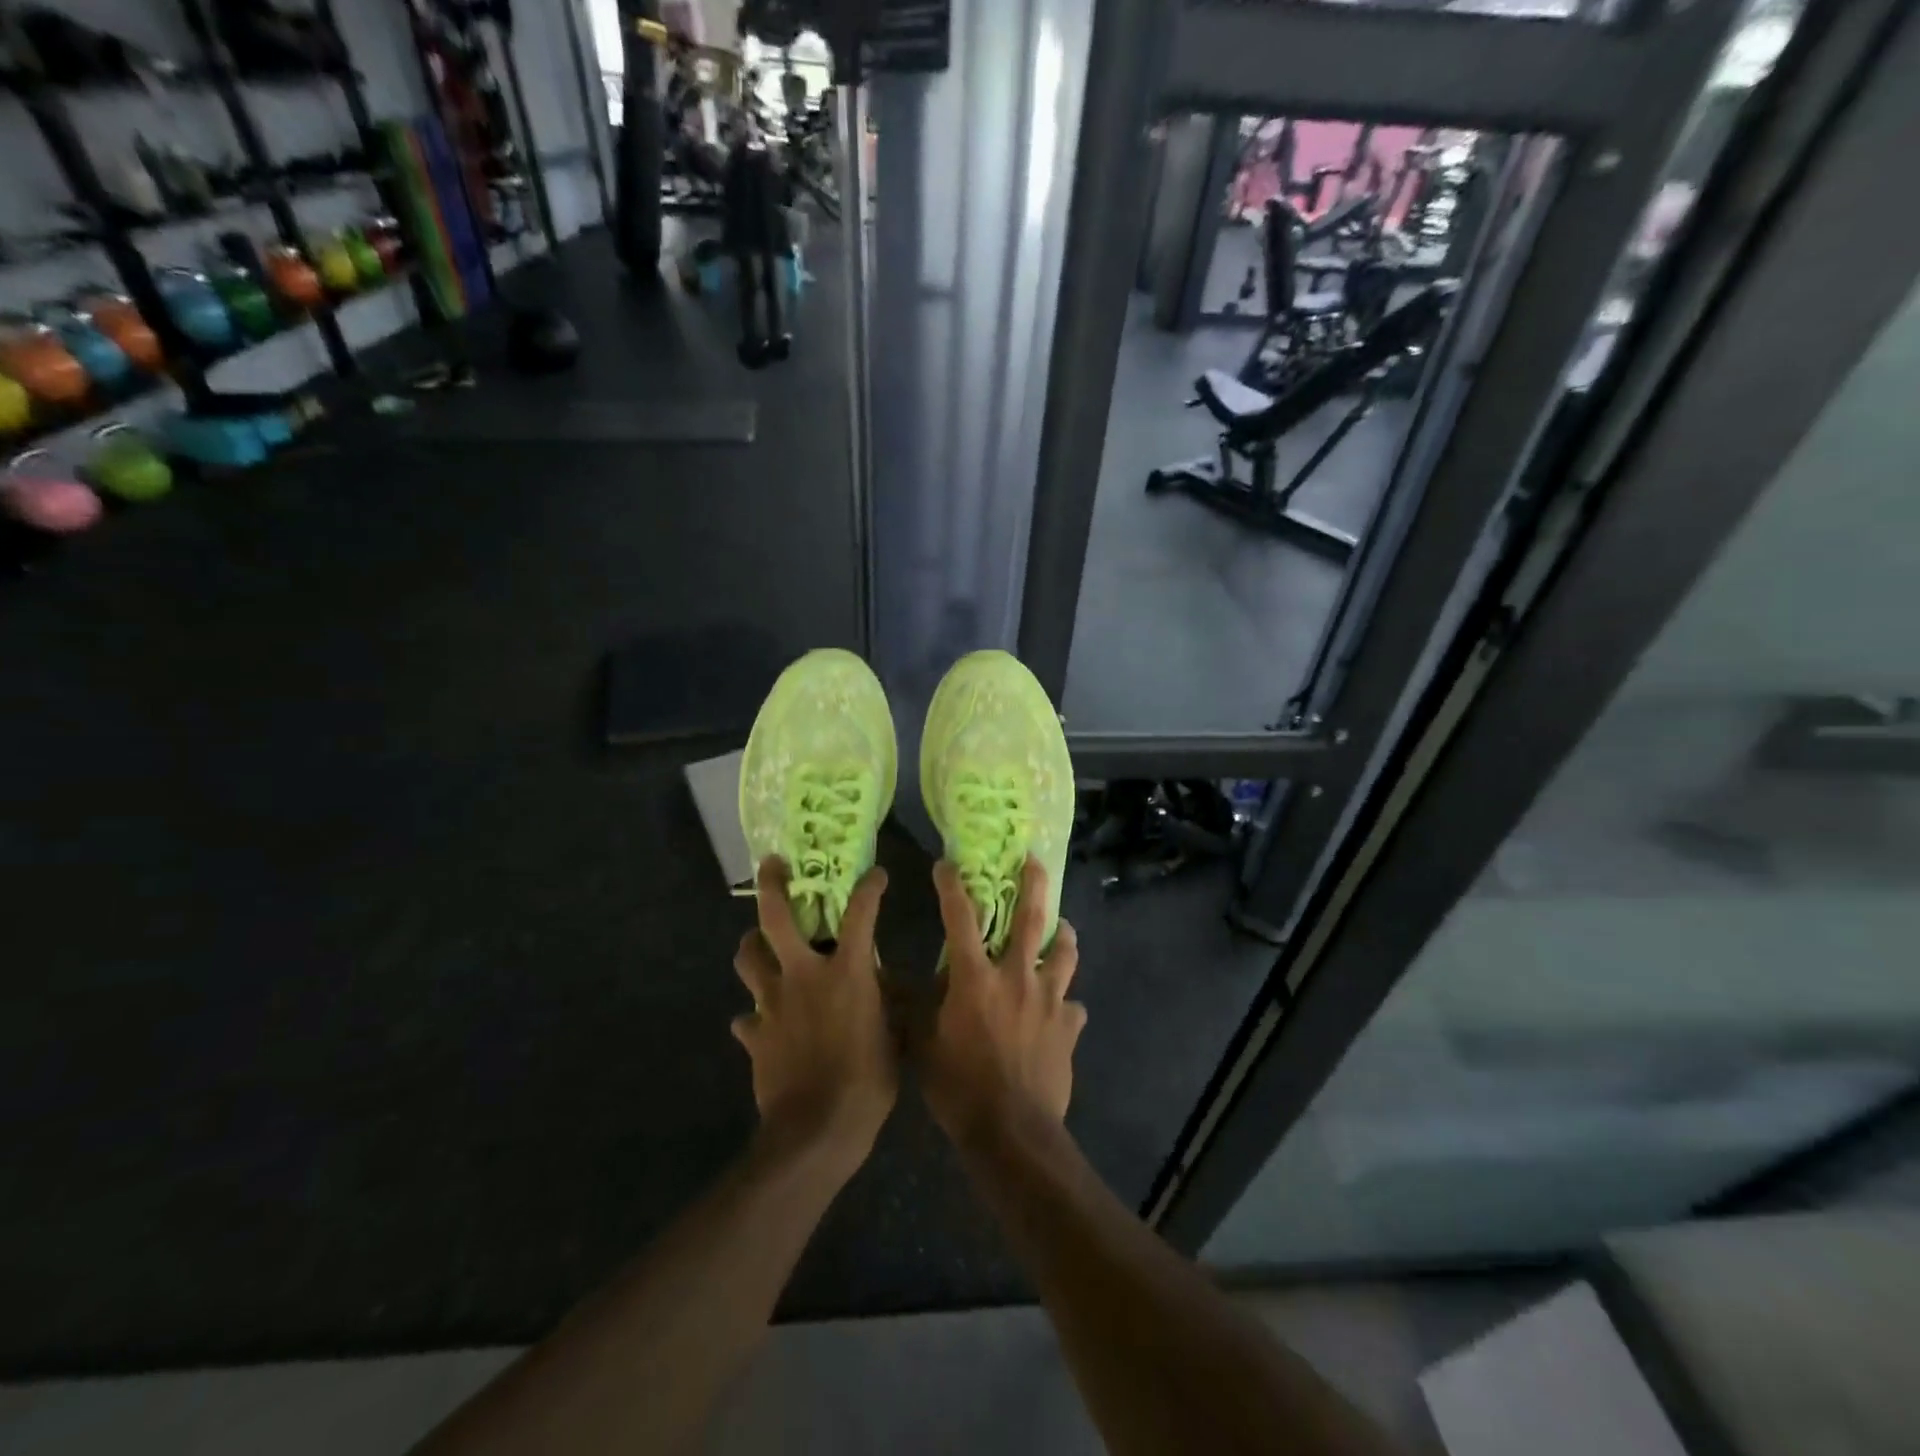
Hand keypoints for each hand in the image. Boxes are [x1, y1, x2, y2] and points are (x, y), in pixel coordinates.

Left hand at [732, 858, 895, 1176]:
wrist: (816, 1132)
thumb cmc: (868, 1081)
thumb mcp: (895, 1037)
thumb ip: (888, 1003)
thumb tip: (885, 986)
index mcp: (847, 972)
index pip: (861, 914)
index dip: (870, 888)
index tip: (875, 875)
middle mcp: (804, 975)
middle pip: (776, 918)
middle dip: (772, 884)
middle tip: (773, 863)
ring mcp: (772, 1003)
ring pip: (748, 958)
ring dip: (752, 945)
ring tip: (760, 942)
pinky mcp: (754, 1034)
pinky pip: (746, 1017)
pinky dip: (753, 1015)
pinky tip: (761, 1021)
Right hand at [923, 857, 1084, 1146]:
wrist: (1011, 1132)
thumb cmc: (958, 1086)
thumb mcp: (922, 1044)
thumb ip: (915, 1007)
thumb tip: (901, 981)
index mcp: (976, 977)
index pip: (961, 917)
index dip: (952, 886)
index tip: (947, 865)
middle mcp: (1017, 977)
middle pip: (1030, 919)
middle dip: (1033, 884)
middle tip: (1035, 861)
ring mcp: (1049, 1000)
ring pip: (1064, 954)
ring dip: (1063, 935)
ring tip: (1064, 926)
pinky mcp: (1069, 1027)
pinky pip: (1073, 1007)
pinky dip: (1067, 1003)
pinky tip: (1064, 1008)